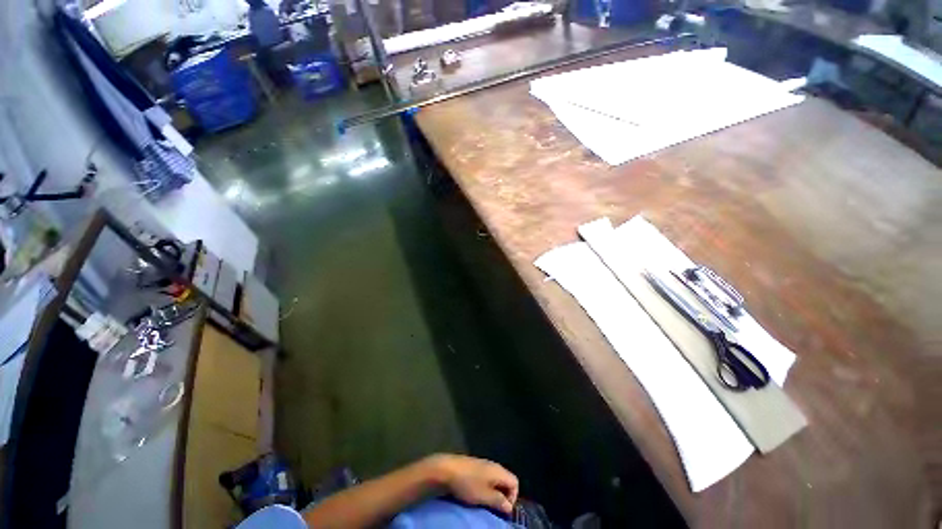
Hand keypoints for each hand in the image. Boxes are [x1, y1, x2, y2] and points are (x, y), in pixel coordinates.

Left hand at [425, 454, 518, 514]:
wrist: (448, 469)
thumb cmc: (468, 483)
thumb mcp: (485, 496)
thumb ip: (499, 501)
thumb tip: (509, 507)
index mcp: (499, 470)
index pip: (515, 482)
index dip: (513, 497)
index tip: (503, 509)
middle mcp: (494, 465)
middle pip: (506, 480)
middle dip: (503, 496)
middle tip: (494, 508)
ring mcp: (484, 464)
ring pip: (495, 480)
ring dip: (494, 492)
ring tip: (485, 502)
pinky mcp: (475, 466)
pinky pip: (486, 477)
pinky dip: (486, 487)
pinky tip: (476, 493)